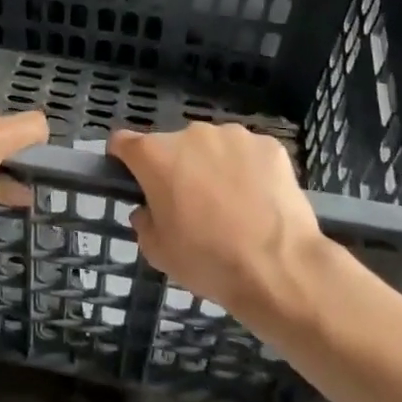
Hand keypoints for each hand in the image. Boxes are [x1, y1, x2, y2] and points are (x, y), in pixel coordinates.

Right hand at [108, 123, 348, 326]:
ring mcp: (233, 135)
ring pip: (213, 147)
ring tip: (232, 205)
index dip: (124, 159)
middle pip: (173, 146)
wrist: (278, 268)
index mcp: (155, 155)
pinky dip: (249, 171)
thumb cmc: (208, 260)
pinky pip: (248, 154)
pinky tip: (260, 201)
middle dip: (177, 168)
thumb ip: (144, 221)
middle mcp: (190, 133)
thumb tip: (149, 210)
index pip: (123, 142)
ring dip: (213, 166)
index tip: (133, 178)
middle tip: (192, 205)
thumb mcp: (157, 251)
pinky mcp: (269, 145)